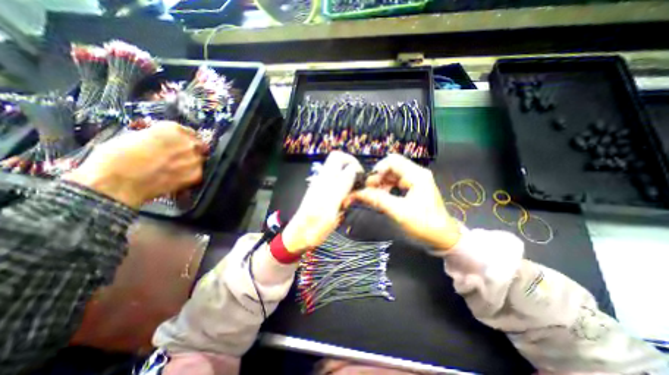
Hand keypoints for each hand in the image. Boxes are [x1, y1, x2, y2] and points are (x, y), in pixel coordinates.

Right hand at [65, 120, 207, 208]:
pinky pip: (197, 173)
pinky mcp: (196, 175)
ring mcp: (195, 160)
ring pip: (199, 160)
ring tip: (173, 168)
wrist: (115, 182)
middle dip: (189, 150)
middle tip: (177, 157)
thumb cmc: (116, 157)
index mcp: (173, 129)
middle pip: (198, 146)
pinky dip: (188, 175)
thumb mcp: (135, 136)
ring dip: (190, 162)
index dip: (182, 139)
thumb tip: (164, 139)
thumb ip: (158, 136)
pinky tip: (174, 177)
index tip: (178, 143)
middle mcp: (189, 143)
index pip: (188, 132)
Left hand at [282, 150, 364, 254]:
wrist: (300, 235)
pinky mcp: (323, 195)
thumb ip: (342, 185)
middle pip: (340, 164)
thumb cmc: (315, 223)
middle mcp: (323, 179)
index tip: (361, 176)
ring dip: (349, 185)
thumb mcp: (331, 205)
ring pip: (340, 177)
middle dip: (352, 173)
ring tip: (350, 200)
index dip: (352, 162)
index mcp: (325, 179)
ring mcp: (322, 187)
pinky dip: (345, 194)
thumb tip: (353, 169)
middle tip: (358, 186)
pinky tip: (344, 206)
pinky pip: (338, 188)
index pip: (338, 157)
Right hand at [351, 154, 459, 253]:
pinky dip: (386, 188)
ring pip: (392, 175)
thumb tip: (358, 193)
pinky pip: (395, 183)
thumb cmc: (424, 224)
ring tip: (372, 195)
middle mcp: (416, 173)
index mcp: (416, 175)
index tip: (368, 184)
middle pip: (391, 167)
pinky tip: (381, 197)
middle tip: (368, 191)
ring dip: (381, 183)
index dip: (377, 169)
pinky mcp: (413, 188)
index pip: (392, 161)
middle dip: (377, 177)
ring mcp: (415, 181)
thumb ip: (378, 200)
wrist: (443, 238)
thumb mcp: (399, 212)